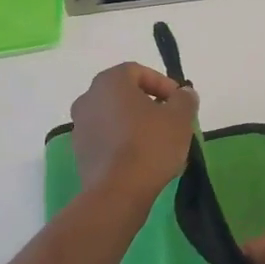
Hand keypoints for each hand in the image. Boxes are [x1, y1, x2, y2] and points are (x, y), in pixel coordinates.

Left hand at [69, 62, 199, 206]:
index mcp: (109, 82)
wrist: (117, 192)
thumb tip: (184, 93)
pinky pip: (105, 138)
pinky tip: (140, 159)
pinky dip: (122, 142)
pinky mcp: (79, 152)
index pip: (137, 71)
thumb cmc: (149, 146)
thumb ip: (184, 99)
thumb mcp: (179, 118)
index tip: (179, 102)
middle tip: (170, 120)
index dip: (162, 83)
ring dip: (134, 123)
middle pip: (123, 93)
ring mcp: (79, 126)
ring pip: (113, 116)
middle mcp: (88, 98)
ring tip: (157, 142)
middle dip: (148, 103)